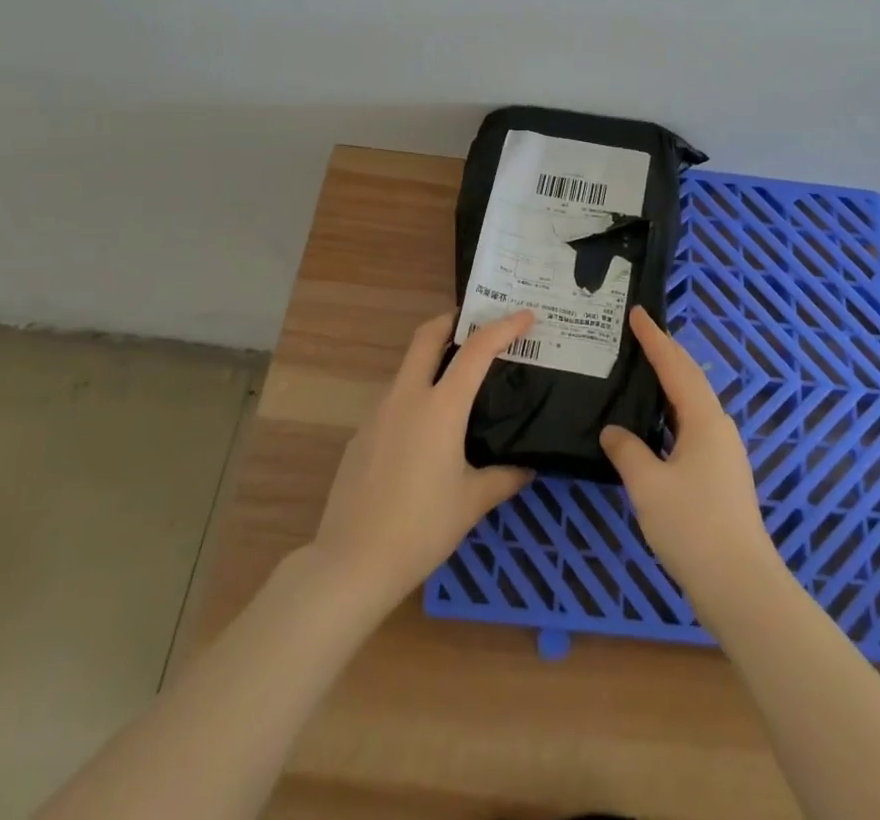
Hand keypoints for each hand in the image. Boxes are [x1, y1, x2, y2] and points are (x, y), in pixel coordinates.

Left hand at [308, 309, 535, 612]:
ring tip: (460, 381)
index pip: (477, 350)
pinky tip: (427, 430)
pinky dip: (417, 395)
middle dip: (453, 320)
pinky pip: (395, 400)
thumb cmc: (421, 528)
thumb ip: (505, 477)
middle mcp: (408, 397)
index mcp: (441, 407)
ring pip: (409, 367)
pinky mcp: (362, 434)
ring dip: (434, 359)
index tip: (526, 316)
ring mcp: (379, 413)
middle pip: (427, 336)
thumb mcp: (472, 503)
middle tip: (479, 324)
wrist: (351, 563)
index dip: (504, 327)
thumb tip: (528, 467)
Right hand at [599, 307, 782, 624]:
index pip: (675, 366)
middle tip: (638, 334)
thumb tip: (613, 431)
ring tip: (641, 371)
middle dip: (665, 353)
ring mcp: (724, 451)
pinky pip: (692, 425)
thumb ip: (627, 451)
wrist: (740, 584)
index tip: (637, 313)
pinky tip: (654, 425)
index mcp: (704, 419)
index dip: (654, 338)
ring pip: (692, 403)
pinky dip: (671, 412)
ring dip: (669, 383)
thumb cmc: (693, 527)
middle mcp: (718, 426)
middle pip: (689, 378)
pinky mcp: (722, 473)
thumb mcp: (648, 486)